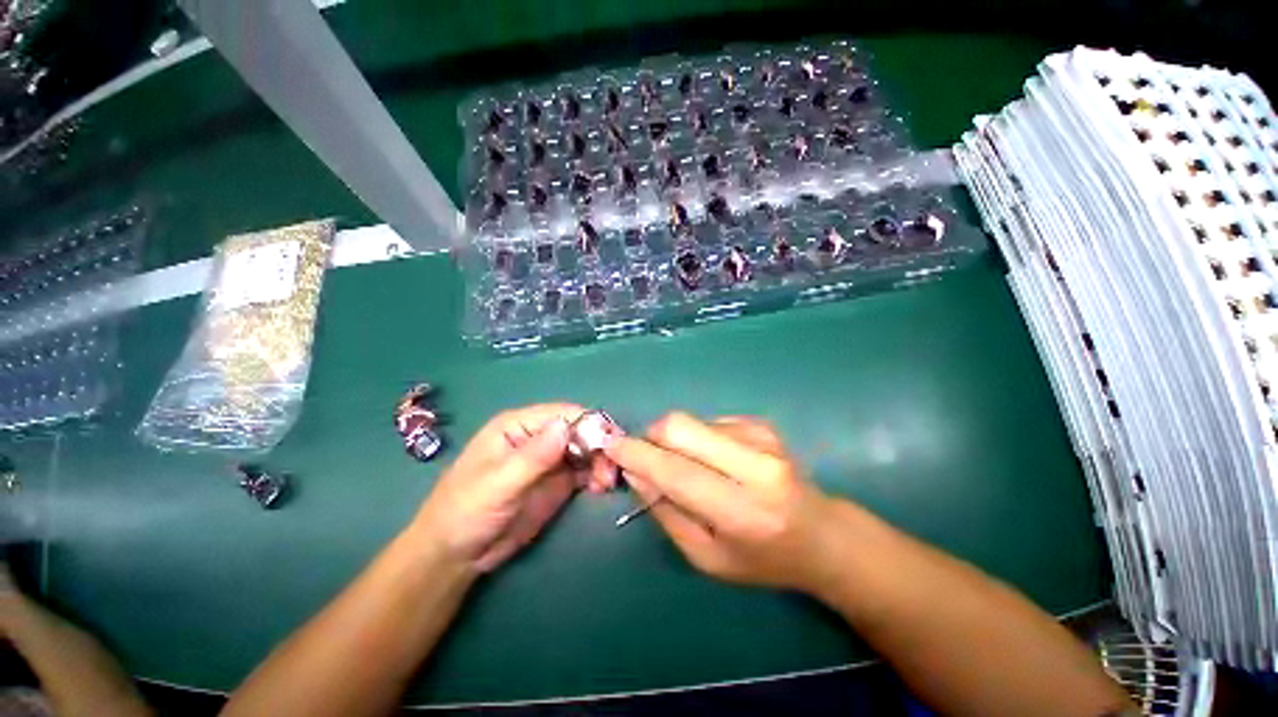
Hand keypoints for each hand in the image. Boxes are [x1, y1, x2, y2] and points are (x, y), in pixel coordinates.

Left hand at [411, 403, 612, 573]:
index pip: (563, 414)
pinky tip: (602, 487)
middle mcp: (538, 437)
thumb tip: (566, 427)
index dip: (589, 424)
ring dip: (602, 461)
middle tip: (612, 470)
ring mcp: (550, 459)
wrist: (457, 555)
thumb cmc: (466, 512)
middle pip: (580, 430)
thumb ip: (533, 457)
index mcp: (519, 426)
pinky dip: (597, 474)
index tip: (610, 444)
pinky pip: (585, 470)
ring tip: (607, 483)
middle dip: (599, 445)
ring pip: (586, 449)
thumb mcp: (497, 485)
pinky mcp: (558, 480)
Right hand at [605, 412, 840, 592]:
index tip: (611, 447)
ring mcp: (760, 436)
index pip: (675, 470)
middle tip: (647, 457)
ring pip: (691, 421)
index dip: (638, 455)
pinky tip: (715, 460)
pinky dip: (697, 438)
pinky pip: (708, 421)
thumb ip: (667, 512)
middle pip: (680, 427)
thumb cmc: (762, 559)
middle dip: (651, 437)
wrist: (821, 534)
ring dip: (675, 440)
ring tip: (691, 467)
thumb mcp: (707, 557)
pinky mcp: (760, 423)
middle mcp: (754, 464)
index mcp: (741, 510)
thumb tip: (636, 471)